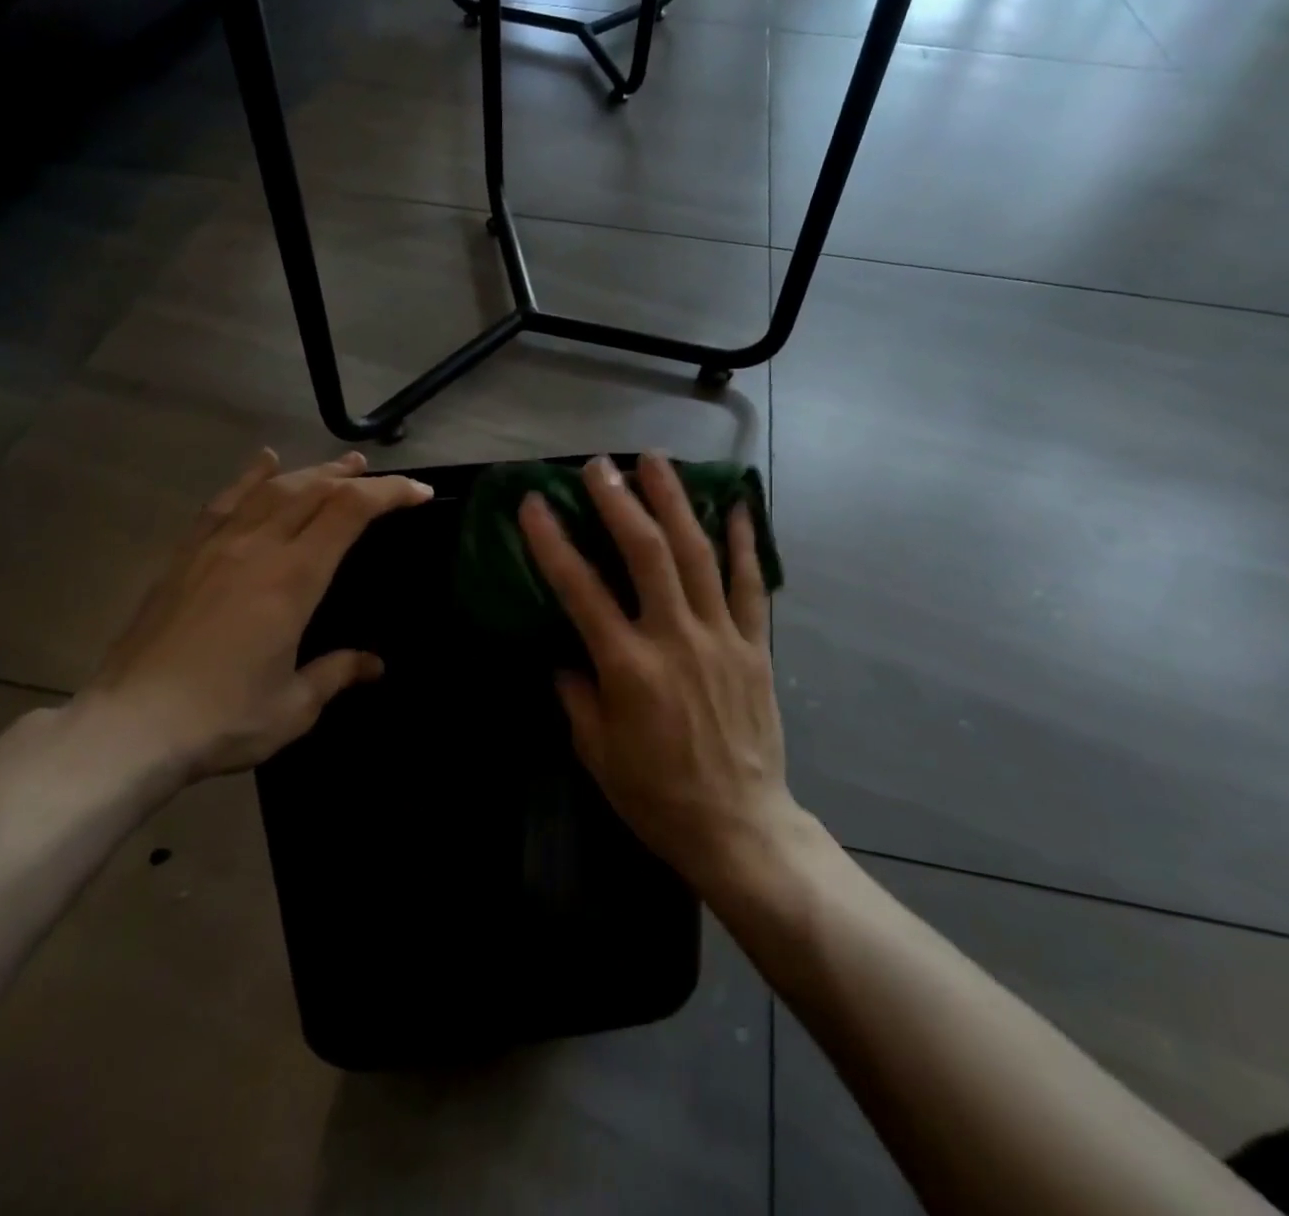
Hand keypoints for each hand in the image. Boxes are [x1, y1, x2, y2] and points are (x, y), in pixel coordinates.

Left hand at [74, 448, 431, 780]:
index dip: (390, 494)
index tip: (420, 494)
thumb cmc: (222, 719)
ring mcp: (216, 546)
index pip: (350, 512)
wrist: (129, 726)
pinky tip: (265, 462)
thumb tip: (373, 664)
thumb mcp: (294, 705)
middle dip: (355, 478)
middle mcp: (258, 548)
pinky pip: (224, 502)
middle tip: (382, 476)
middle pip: (314, 490)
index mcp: (293, 579)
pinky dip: (250, 477)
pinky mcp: (185, 555)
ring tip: (340, 464)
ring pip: (273, 489)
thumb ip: (337, 673)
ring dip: (312, 471)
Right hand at [518, 452, 797, 888]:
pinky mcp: (755, 646)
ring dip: (676, 502)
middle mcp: (675, 639)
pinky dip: (745, 542)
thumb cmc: (657, 796)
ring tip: (657, 462)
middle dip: (620, 502)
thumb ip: (576, 694)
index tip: (534, 503)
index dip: (553, 542)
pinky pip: (751, 585)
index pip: (581, 590)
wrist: (740, 827)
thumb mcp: (597, 752)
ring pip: (699, 554)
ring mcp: (721, 637)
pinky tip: (737, 505)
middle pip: (647, 553)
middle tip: (600, 465)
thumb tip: (564, 652)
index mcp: (629, 668)